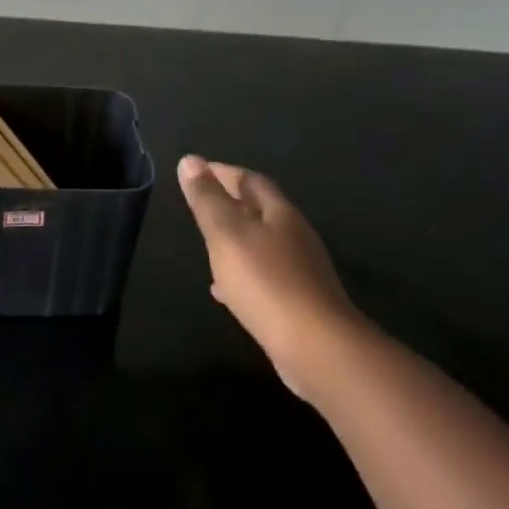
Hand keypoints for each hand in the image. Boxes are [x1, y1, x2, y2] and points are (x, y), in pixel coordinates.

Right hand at [176, 155, 359, 392]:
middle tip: (201, 203)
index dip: (223, 172)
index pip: (251, 181)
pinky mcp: (298, 301)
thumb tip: (191, 160)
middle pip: (260, 210)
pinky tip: (223, 289)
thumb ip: (208, 199)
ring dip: (235, 239)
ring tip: (207, 243)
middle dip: (231, 203)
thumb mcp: (227, 234)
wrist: (317, 348)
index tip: (197, 170)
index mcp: (280, 214)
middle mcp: (295, 236)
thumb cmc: (266, 282)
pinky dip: (241, 273)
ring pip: (261, 244)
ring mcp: (300, 270)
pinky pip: (263, 276)